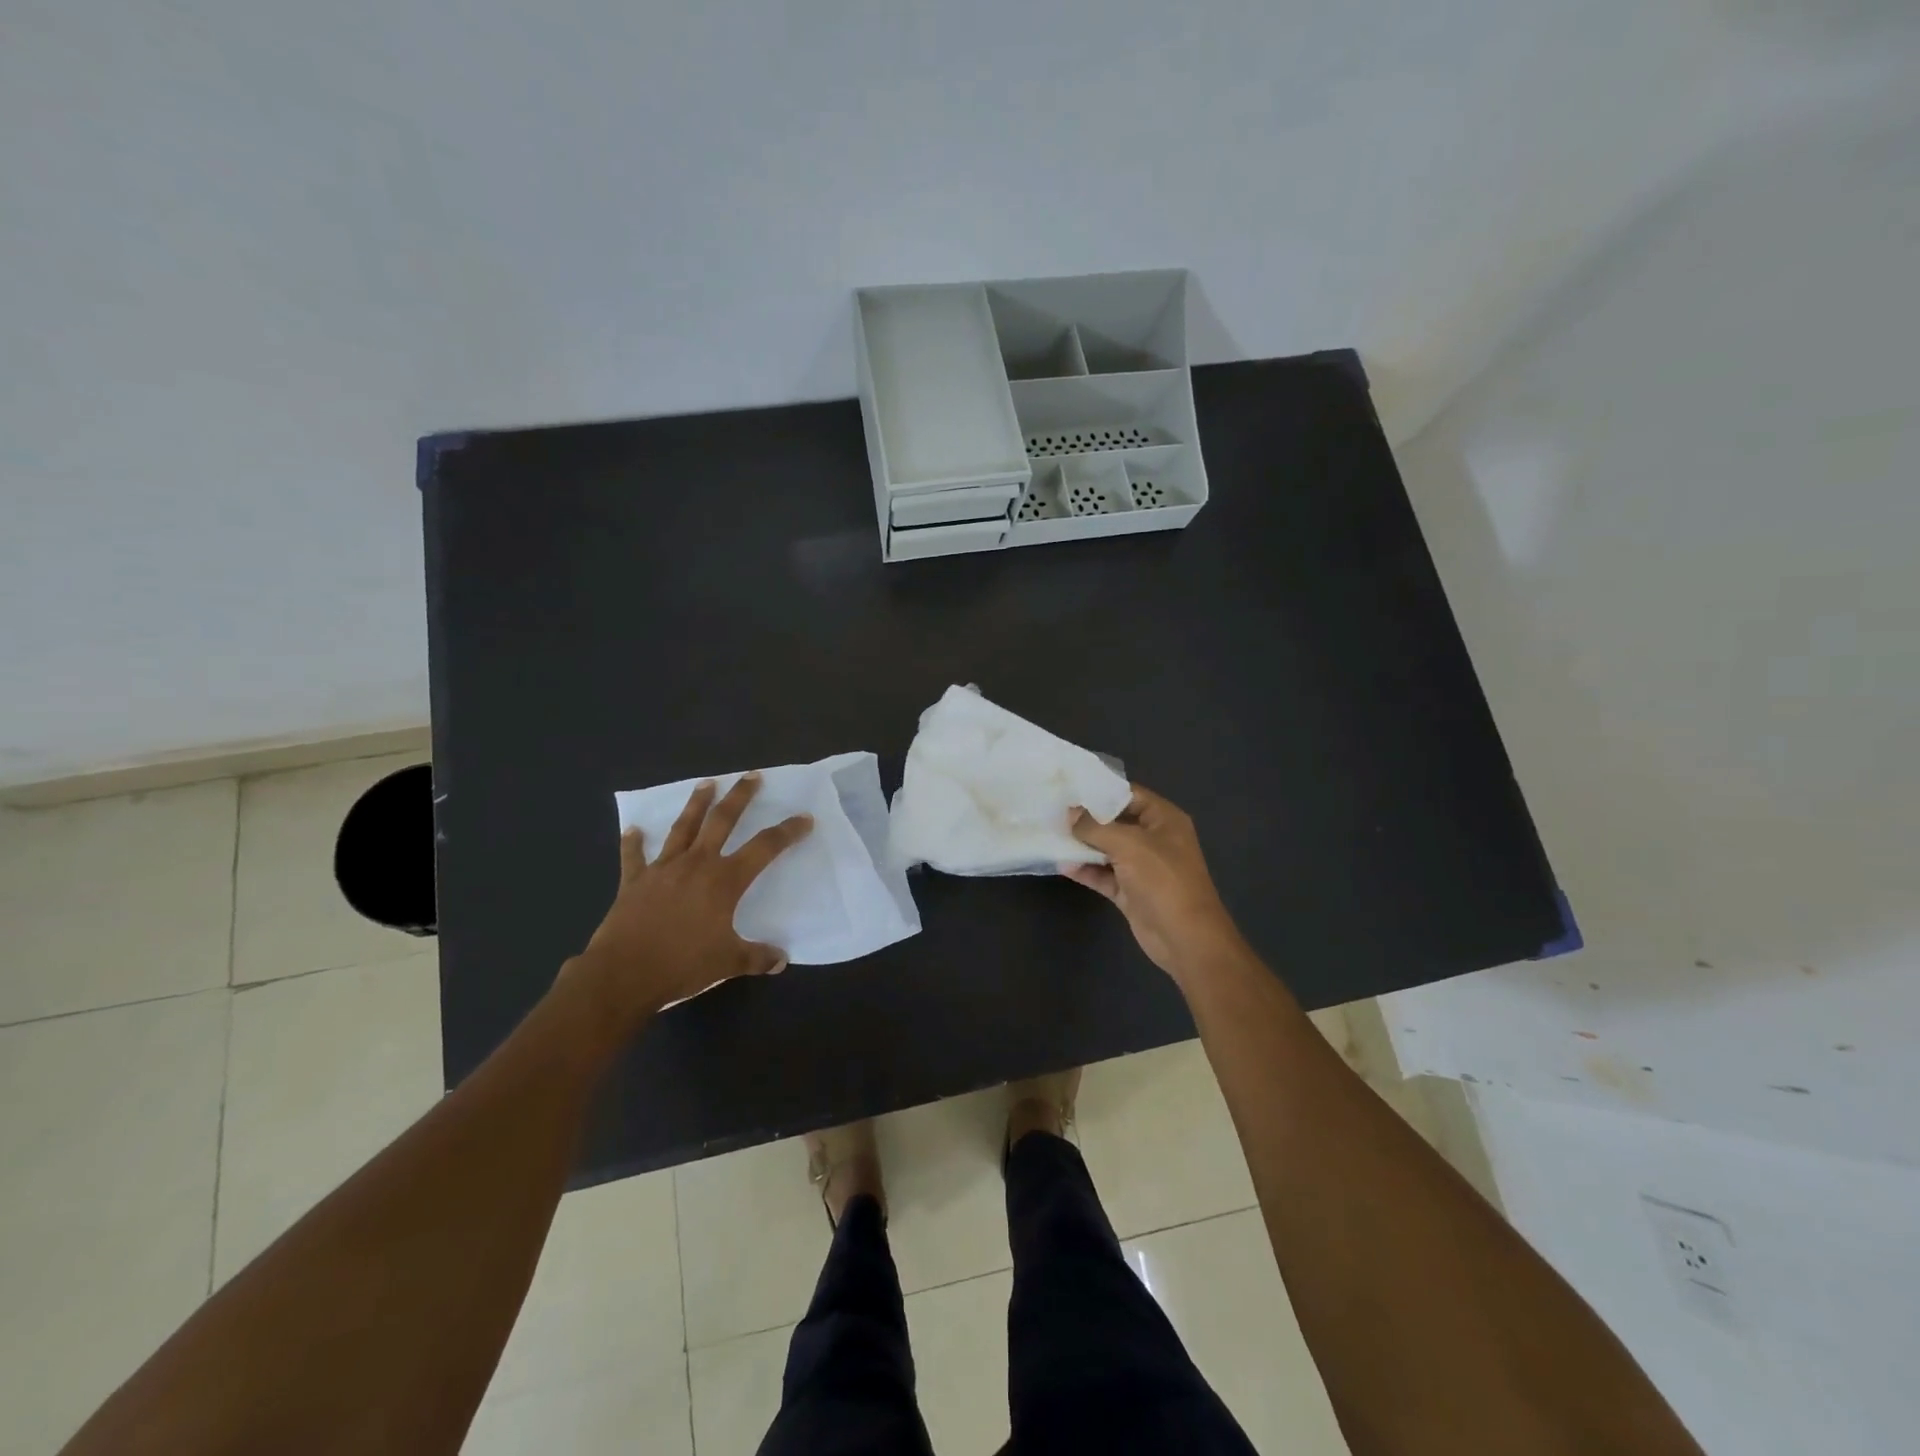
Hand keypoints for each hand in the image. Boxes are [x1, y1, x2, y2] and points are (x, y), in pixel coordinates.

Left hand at [569, 774, 812, 1021]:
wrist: (623, 974)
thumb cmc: (682, 965)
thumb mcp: (728, 963)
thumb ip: (757, 957)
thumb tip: (781, 959)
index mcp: (724, 880)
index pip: (765, 848)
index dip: (787, 832)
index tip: (804, 818)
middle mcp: (696, 864)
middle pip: (722, 821)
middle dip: (740, 797)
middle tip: (751, 776)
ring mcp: (663, 869)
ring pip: (683, 828)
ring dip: (696, 804)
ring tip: (706, 783)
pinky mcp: (634, 881)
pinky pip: (634, 856)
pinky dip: (634, 842)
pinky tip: (633, 830)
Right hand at [1063, 784, 1244, 986]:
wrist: (1185, 937)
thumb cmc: (1162, 879)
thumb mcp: (1128, 844)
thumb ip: (1096, 827)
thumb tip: (1071, 813)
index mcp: (1164, 819)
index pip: (1130, 795)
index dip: (1101, 790)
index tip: (1070, 787)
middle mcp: (1154, 839)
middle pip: (1116, 822)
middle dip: (1087, 819)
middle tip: (1054, 810)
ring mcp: (1142, 867)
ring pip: (1107, 849)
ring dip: (1083, 845)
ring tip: (1052, 835)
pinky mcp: (1130, 891)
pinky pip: (1104, 875)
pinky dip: (1086, 870)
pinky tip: (1063, 865)